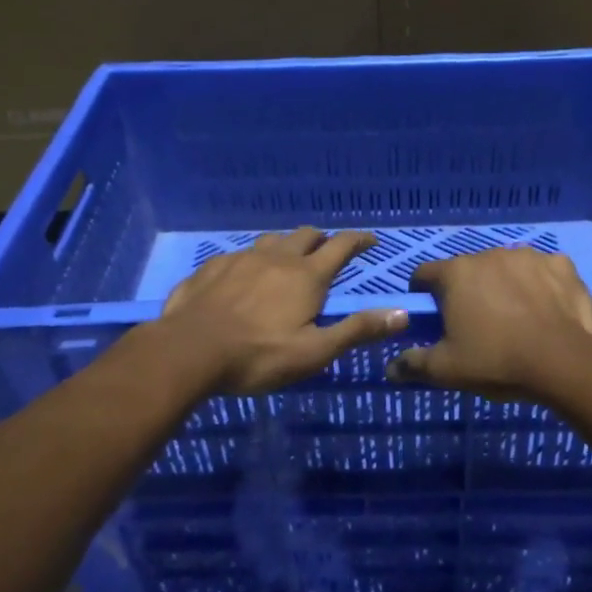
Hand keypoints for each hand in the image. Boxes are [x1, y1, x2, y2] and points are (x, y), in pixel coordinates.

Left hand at [158, 227, 406, 393]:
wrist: (188, 351)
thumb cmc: (258, 356)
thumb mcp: (314, 352)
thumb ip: (357, 330)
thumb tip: (402, 313)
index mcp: (306, 276)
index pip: (341, 246)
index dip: (359, 240)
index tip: (371, 240)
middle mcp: (277, 258)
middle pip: (306, 235)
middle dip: (323, 239)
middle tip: (329, 251)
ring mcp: (242, 258)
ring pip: (272, 240)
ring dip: (287, 245)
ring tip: (288, 259)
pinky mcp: (213, 267)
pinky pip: (240, 254)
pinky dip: (253, 259)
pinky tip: (244, 276)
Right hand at [388, 247, 591, 394]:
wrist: (564, 362)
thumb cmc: (496, 361)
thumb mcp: (446, 370)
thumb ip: (414, 364)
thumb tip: (390, 368)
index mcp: (455, 273)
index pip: (424, 274)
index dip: (423, 294)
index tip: (432, 316)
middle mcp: (488, 254)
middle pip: (467, 270)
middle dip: (467, 291)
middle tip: (476, 325)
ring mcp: (528, 256)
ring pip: (506, 268)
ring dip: (504, 285)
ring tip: (515, 318)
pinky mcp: (561, 265)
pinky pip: (543, 271)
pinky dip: (540, 285)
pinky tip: (546, 309)